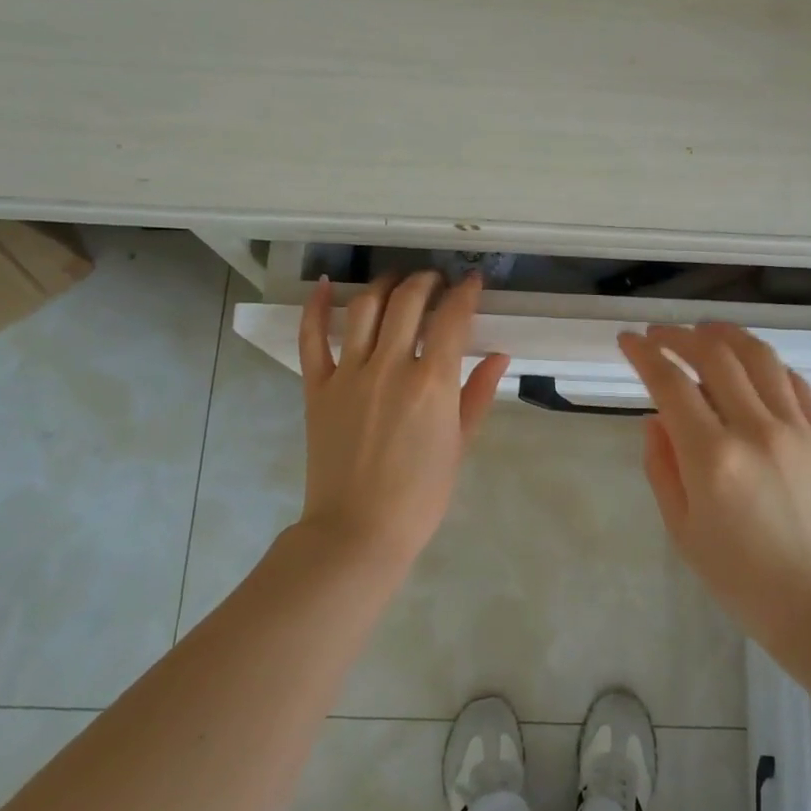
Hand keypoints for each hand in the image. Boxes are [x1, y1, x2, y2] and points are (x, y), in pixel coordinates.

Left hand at [296, 272, 510, 569]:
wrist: (359, 530)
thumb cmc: (420, 495)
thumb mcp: (460, 445)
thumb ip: (479, 395)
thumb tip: (499, 356)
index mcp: (432, 383)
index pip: (452, 318)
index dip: (465, 293)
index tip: (472, 282)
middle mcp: (391, 366)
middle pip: (408, 301)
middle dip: (427, 281)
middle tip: (436, 280)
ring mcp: (349, 374)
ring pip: (365, 309)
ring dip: (384, 285)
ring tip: (396, 281)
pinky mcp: (317, 387)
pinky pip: (311, 338)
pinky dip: (317, 307)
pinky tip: (325, 285)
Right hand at [617, 323, 810, 656]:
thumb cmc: (741, 577)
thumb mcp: (681, 528)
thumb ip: (661, 466)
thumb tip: (657, 418)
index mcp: (713, 458)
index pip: (670, 384)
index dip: (644, 354)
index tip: (628, 340)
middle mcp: (756, 430)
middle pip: (714, 355)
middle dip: (679, 335)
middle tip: (659, 334)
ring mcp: (797, 428)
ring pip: (758, 356)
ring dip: (724, 334)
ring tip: (703, 331)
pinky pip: (793, 380)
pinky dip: (765, 362)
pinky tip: (749, 364)